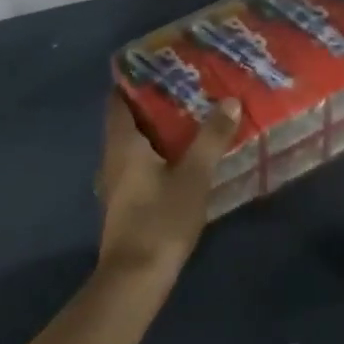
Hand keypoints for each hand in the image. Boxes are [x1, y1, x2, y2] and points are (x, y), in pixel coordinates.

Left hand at [95, 92, 241, 278]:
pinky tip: (186, 155)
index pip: (118, 100)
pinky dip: (161, 152)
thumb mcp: (194, 175)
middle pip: (129, 120)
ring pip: (137, 144)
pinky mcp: (127, 202)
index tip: (163, 66)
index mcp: (123, 144)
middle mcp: (113, 158)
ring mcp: (118, 182)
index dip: (136, 80)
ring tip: (194, 115)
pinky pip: (141, 164)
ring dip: (160, 129)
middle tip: (190, 86)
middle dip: (156, 103)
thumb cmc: (161, 219)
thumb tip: (230, 101)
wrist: (136, 277)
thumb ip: (211, 137)